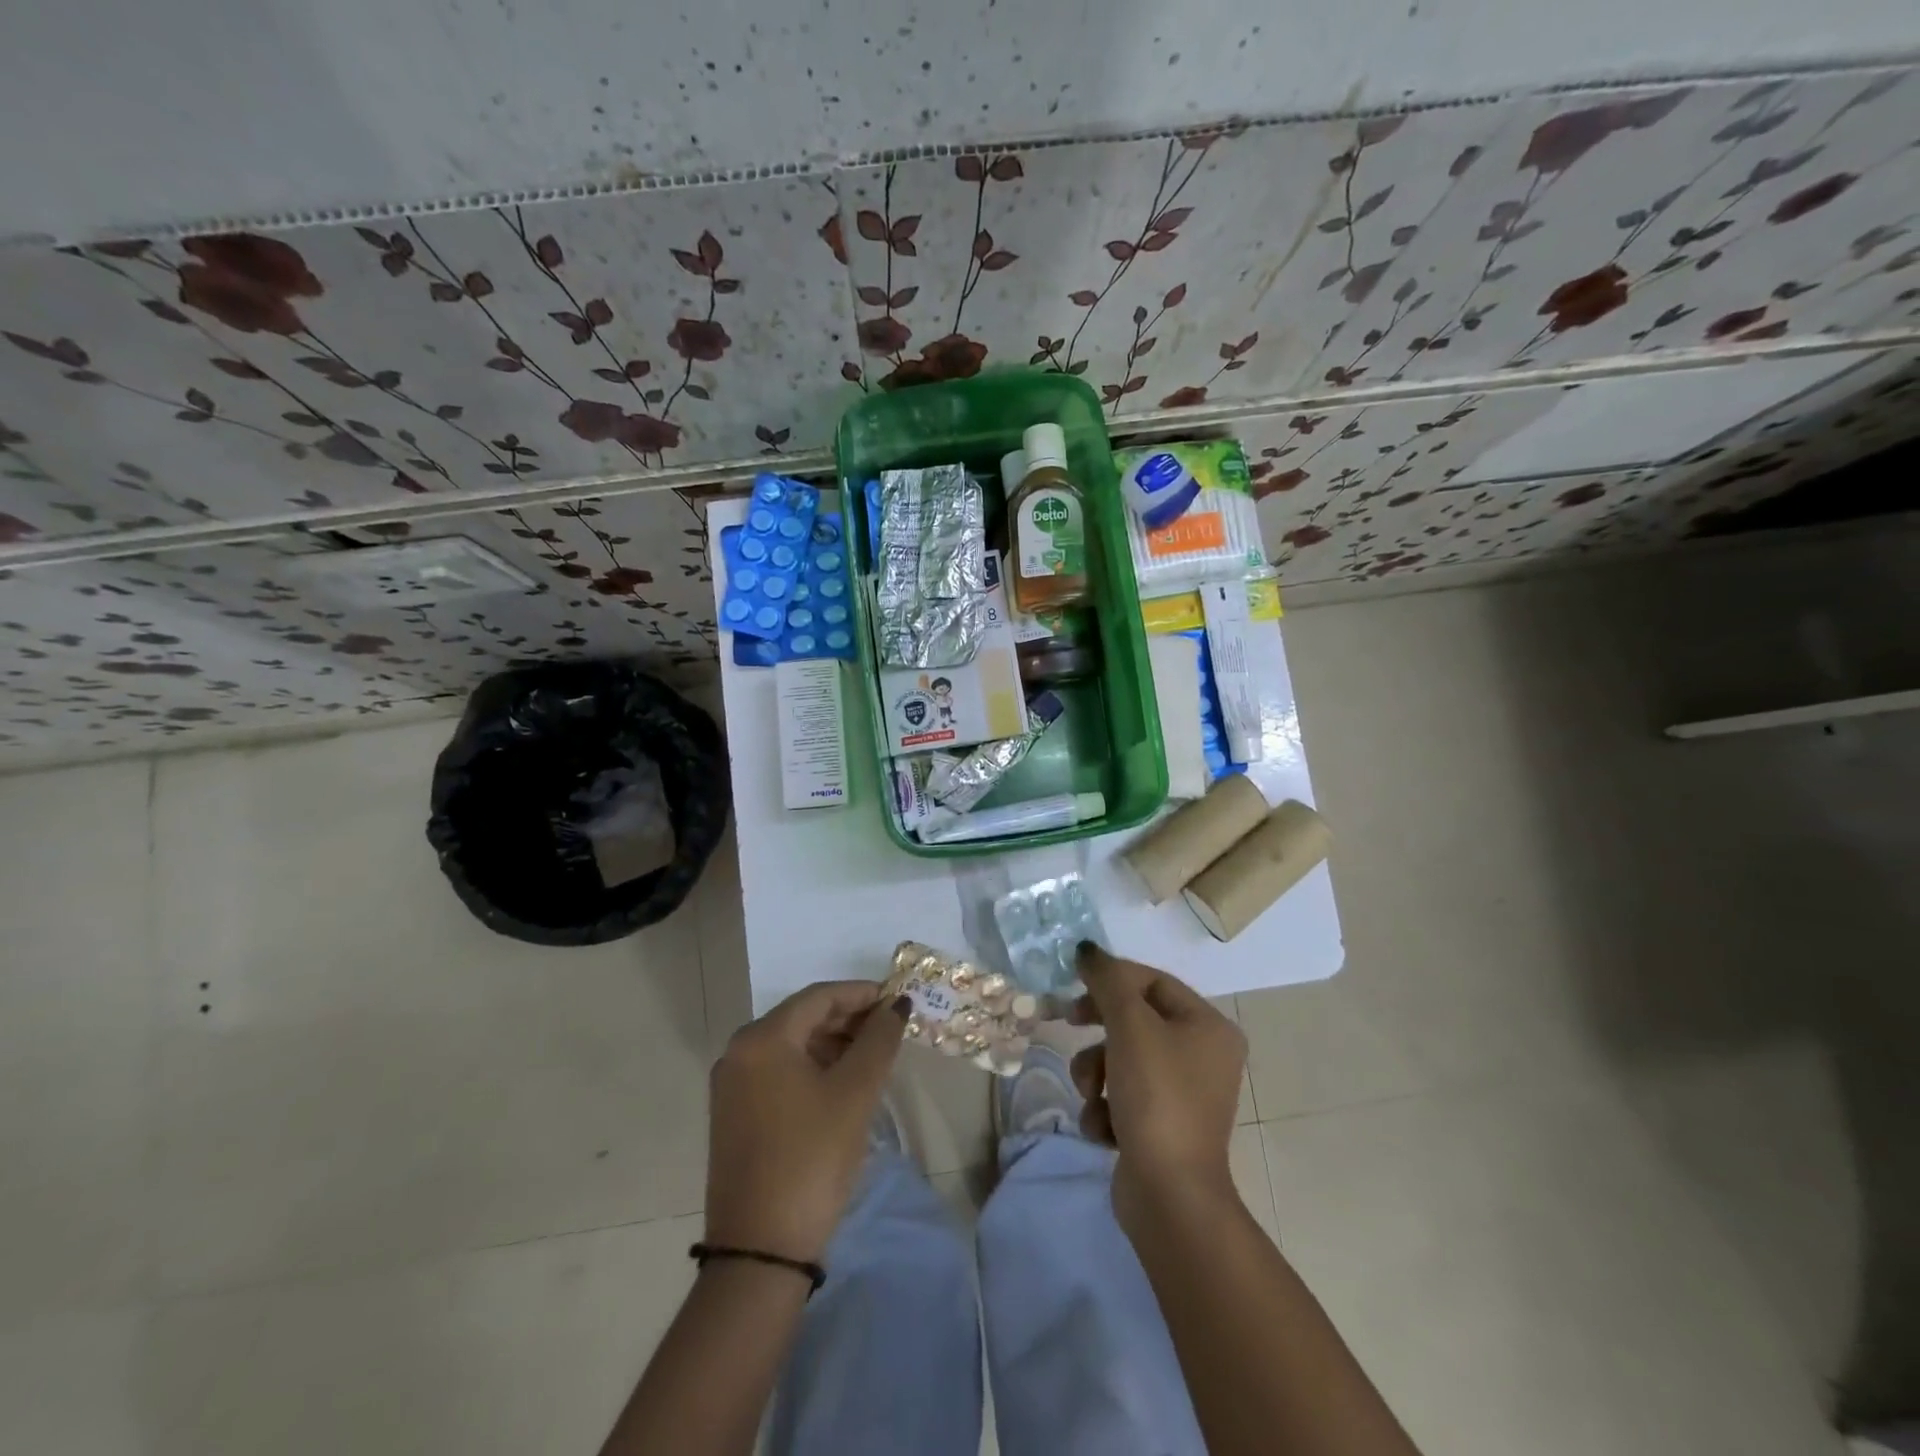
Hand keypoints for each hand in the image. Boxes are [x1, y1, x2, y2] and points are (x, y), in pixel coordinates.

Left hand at [704, 982, 909, 1264]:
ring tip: (873, 1057)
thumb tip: (897, 1005)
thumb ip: (879, 1039)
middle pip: (803, 1017)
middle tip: (891, 1029)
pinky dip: (813, 1068)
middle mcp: (739, 1052)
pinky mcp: (734, 1115)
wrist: (760, 1252)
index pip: (819, 996)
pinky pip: (780, 1072)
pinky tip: (842, 1084)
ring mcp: (732, 1085)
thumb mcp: (855, 1093)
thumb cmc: (811, 1158)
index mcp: (762, 1038)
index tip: (898, 1000)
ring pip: (792, 1046)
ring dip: (834, 1044)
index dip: (862, 994)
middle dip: (849, 1018)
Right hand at [1070, 944, 1247, 1231]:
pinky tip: (1103, 1128)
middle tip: (1068, 1025)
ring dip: (1096, 1073)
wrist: (1169, 1196)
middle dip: (1099, 1031)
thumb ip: (1107, 980)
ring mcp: (1184, 1095)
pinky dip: (1106, 1108)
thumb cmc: (1156, 1097)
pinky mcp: (1163, 1127)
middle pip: (1136, 1020)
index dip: (1111, 978)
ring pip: (1123, 1059)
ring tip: (1091, 1097)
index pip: (1153, 981)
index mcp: (1209, 1026)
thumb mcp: (1129, 1025)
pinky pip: (1124, 1096)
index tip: (1074, 984)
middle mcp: (1204, 1056)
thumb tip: (1087, 950)